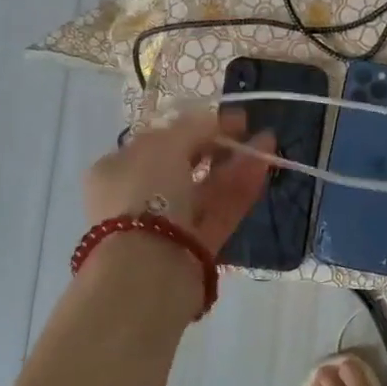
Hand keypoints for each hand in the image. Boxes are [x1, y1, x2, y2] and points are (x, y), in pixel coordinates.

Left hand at [83, 109, 274, 253]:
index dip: (194, 125)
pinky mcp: (197, 245)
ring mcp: (170, 223)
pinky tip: (263, 165)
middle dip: (218, 144)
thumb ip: (194, 127)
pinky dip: (242, 187)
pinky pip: (221, 209)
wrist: (149, 268)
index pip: (159, 141)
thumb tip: (215, 119)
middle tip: (248, 129)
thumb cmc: (145, 195)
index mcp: (118, 169)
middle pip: (185, 164)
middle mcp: (140, 195)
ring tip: (268, 141)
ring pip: (207, 187)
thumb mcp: (165, 146)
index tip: (226, 117)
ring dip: (236, 162)